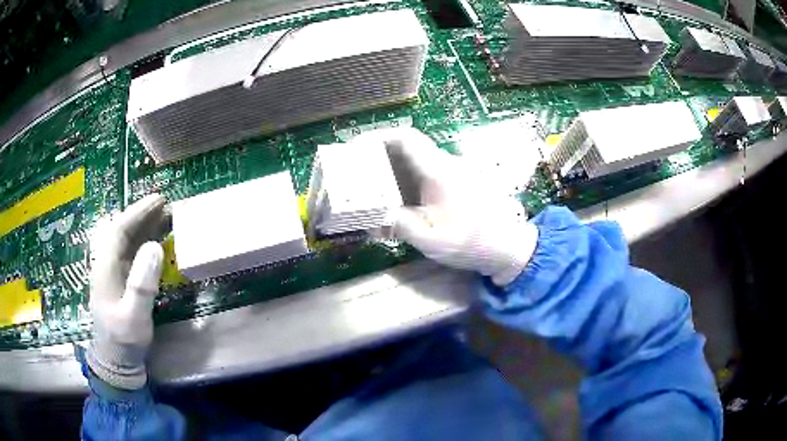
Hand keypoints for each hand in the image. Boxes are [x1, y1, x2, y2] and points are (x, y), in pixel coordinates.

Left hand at [87, 194, 168, 389]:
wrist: (116, 362)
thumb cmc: (123, 341)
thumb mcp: (133, 317)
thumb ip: (142, 284)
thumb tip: (155, 247)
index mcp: (105, 267)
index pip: (120, 230)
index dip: (138, 212)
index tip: (159, 200)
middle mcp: (108, 265)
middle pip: (123, 232)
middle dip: (143, 216)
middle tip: (166, 204)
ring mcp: (114, 274)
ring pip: (128, 242)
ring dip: (146, 228)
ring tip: (166, 218)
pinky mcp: (121, 283)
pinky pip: (133, 256)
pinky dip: (146, 245)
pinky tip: (158, 243)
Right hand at [356, 128, 538, 285]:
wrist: (508, 246)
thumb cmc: (473, 242)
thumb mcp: (431, 240)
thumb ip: (400, 225)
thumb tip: (373, 217)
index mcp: (439, 171)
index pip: (406, 138)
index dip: (378, 137)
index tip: (355, 148)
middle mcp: (445, 164)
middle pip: (407, 146)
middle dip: (379, 154)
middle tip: (356, 169)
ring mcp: (452, 171)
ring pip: (415, 159)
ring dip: (391, 167)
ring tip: (369, 184)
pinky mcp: (455, 182)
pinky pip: (424, 172)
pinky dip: (404, 179)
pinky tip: (394, 198)